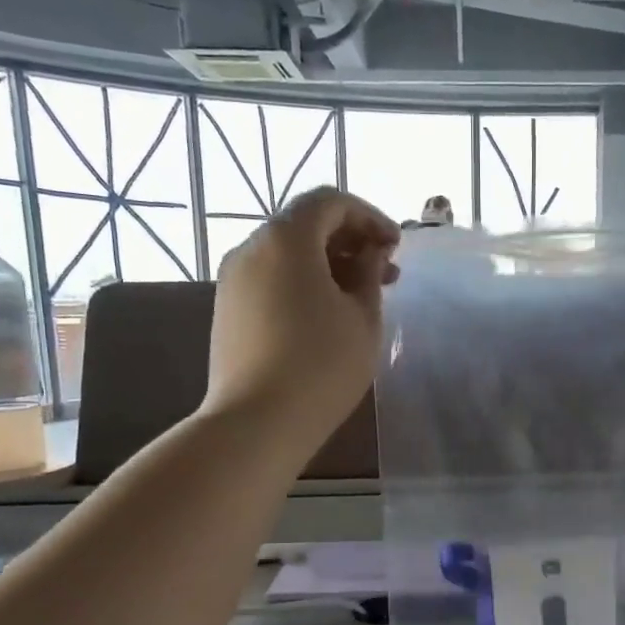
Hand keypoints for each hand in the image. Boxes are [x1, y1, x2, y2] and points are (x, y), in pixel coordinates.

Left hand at [207, 187, 399, 446]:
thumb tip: (370, 253)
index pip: (330, 202)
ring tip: (361, 298)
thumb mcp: (363, 318)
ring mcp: (233, 280)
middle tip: (386, 274)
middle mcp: (252, 248)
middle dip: (350, 242)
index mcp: (286, 238)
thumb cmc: (322, 365)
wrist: (257, 422)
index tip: (396, 247)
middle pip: (306, 225)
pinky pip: (271, 279)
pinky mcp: (228, 310)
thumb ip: (370, 273)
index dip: (369, 217)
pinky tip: (327, 317)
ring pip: (287, 255)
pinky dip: (303, 284)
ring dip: (328, 265)